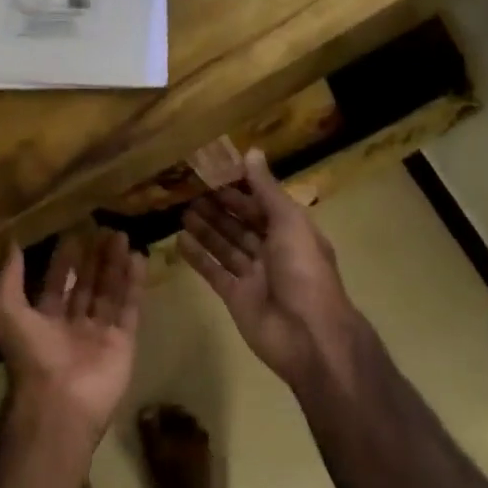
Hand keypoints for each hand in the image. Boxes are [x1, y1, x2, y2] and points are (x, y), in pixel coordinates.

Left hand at [0, 228, 146, 444]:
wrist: (60, 400)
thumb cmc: (30, 353)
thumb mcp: (5, 309)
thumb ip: (9, 275)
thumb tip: (8, 241)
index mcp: (43, 320)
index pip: (55, 283)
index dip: (63, 260)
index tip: (73, 233)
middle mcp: (72, 325)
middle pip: (85, 284)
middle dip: (94, 258)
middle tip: (104, 228)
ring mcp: (99, 334)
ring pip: (109, 292)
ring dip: (115, 264)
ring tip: (122, 235)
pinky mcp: (123, 341)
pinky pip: (129, 307)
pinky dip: (134, 284)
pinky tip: (138, 258)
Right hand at [179, 150, 362, 391]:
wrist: (308, 335)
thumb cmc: (303, 272)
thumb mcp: (289, 223)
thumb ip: (267, 190)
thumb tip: (251, 152)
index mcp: (292, 232)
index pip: (262, 205)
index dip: (240, 190)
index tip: (213, 173)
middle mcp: (273, 252)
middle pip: (242, 225)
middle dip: (219, 208)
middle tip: (189, 190)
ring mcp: (253, 276)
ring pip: (226, 246)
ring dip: (206, 229)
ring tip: (181, 211)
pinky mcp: (236, 297)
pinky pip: (214, 272)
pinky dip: (198, 258)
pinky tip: (179, 241)